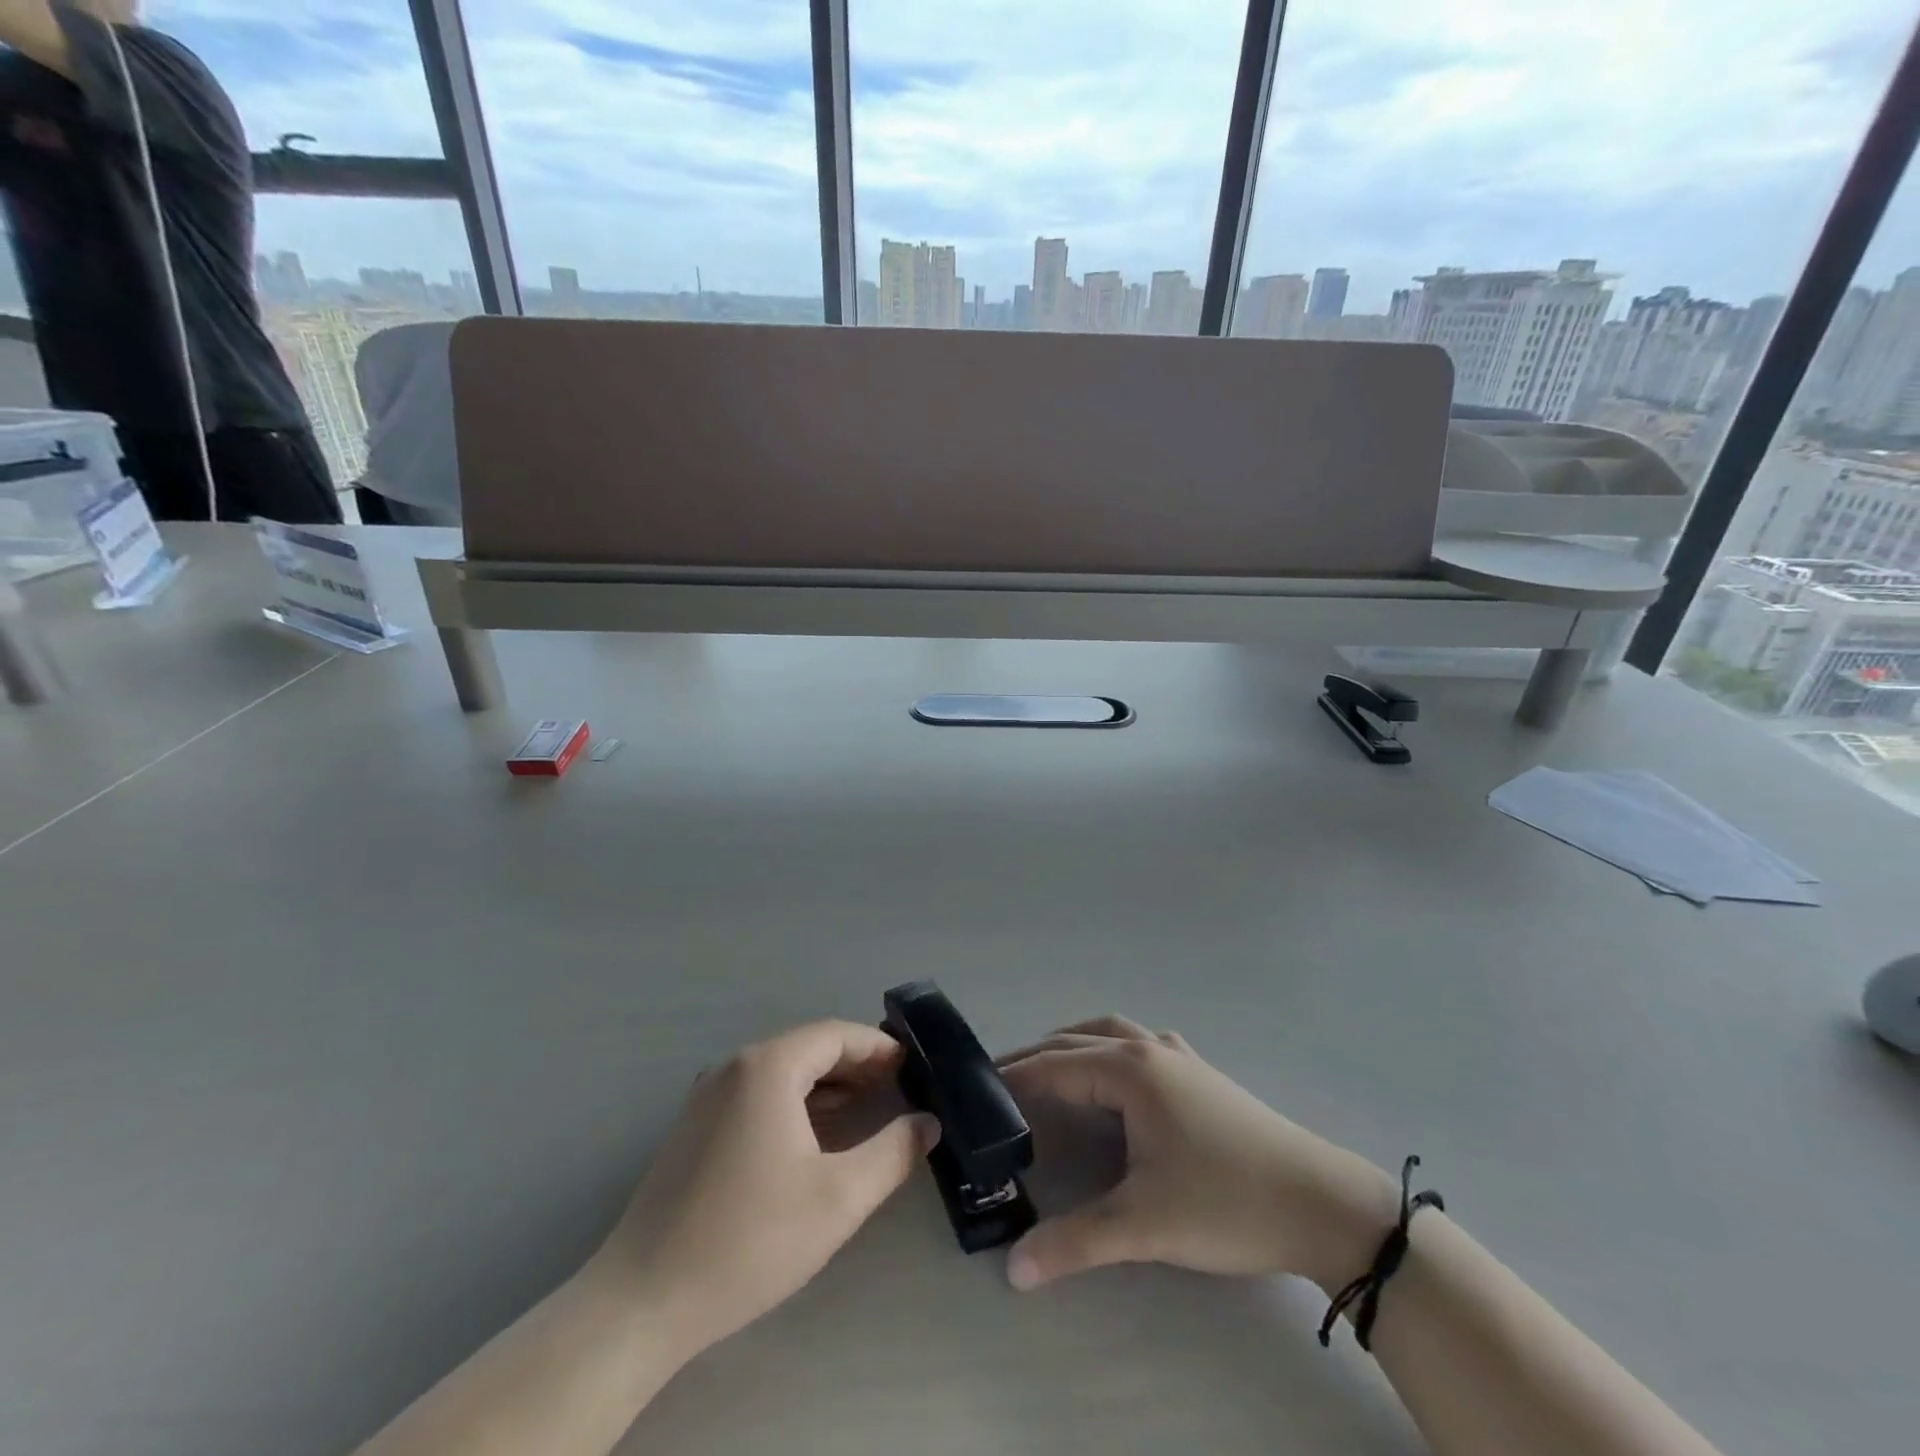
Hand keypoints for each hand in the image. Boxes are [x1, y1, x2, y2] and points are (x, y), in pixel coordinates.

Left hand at [593, 1020, 938, 1360]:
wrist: (642, 1301)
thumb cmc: (749, 1239)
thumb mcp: (838, 1198)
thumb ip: (892, 1153)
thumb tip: (928, 1123)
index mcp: (768, 1068)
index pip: (835, 1034)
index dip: (877, 1047)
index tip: (912, 1066)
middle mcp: (735, 1067)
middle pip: (808, 1048)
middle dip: (855, 1064)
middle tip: (897, 1088)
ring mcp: (708, 1095)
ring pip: (782, 1072)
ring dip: (826, 1084)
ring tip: (866, 1109)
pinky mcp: (694, 1126)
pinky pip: (757, 1094)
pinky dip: (794, 1102)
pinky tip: (814, 1136)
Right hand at [998, 1016, 1397, 1292]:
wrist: (1322, 1202)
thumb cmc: (1226, 1203)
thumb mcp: (1145, 1225)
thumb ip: (1075, 1243)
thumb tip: (1013, 1268)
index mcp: (1130, 1071)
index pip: (1056, 1066)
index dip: (1015, 1077)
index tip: (978, 1089)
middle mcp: (1149, 1050)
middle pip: (1078, 1041)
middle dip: (1037, 1057)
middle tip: (1002, 1082)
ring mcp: (1180, 1057)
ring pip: (1112, 1034)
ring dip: (1075, 1045)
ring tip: (1050, 1071)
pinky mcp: (1201, 1073)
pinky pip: (1141, 1044)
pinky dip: (1112, 1049)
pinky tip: (1117, 1077)